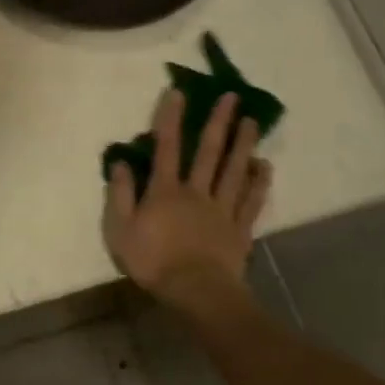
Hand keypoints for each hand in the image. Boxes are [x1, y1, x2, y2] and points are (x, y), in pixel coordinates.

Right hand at [102, 90, 271, 316]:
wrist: (197, 291)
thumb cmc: (152, 260)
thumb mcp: (120, 228)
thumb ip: (120, 194)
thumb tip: (121, 162)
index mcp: (165, 191)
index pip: (166, 147)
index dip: (170, 119)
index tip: (178, 92)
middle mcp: (196, 192)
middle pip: (208, 152)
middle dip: (218, 122)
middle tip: (231, 97)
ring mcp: (221, 209)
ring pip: (234, 171)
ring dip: (243, 144)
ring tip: (253, 122)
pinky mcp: (239, 228)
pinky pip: (251, 200)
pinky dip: (259, 181)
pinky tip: (264, 165)